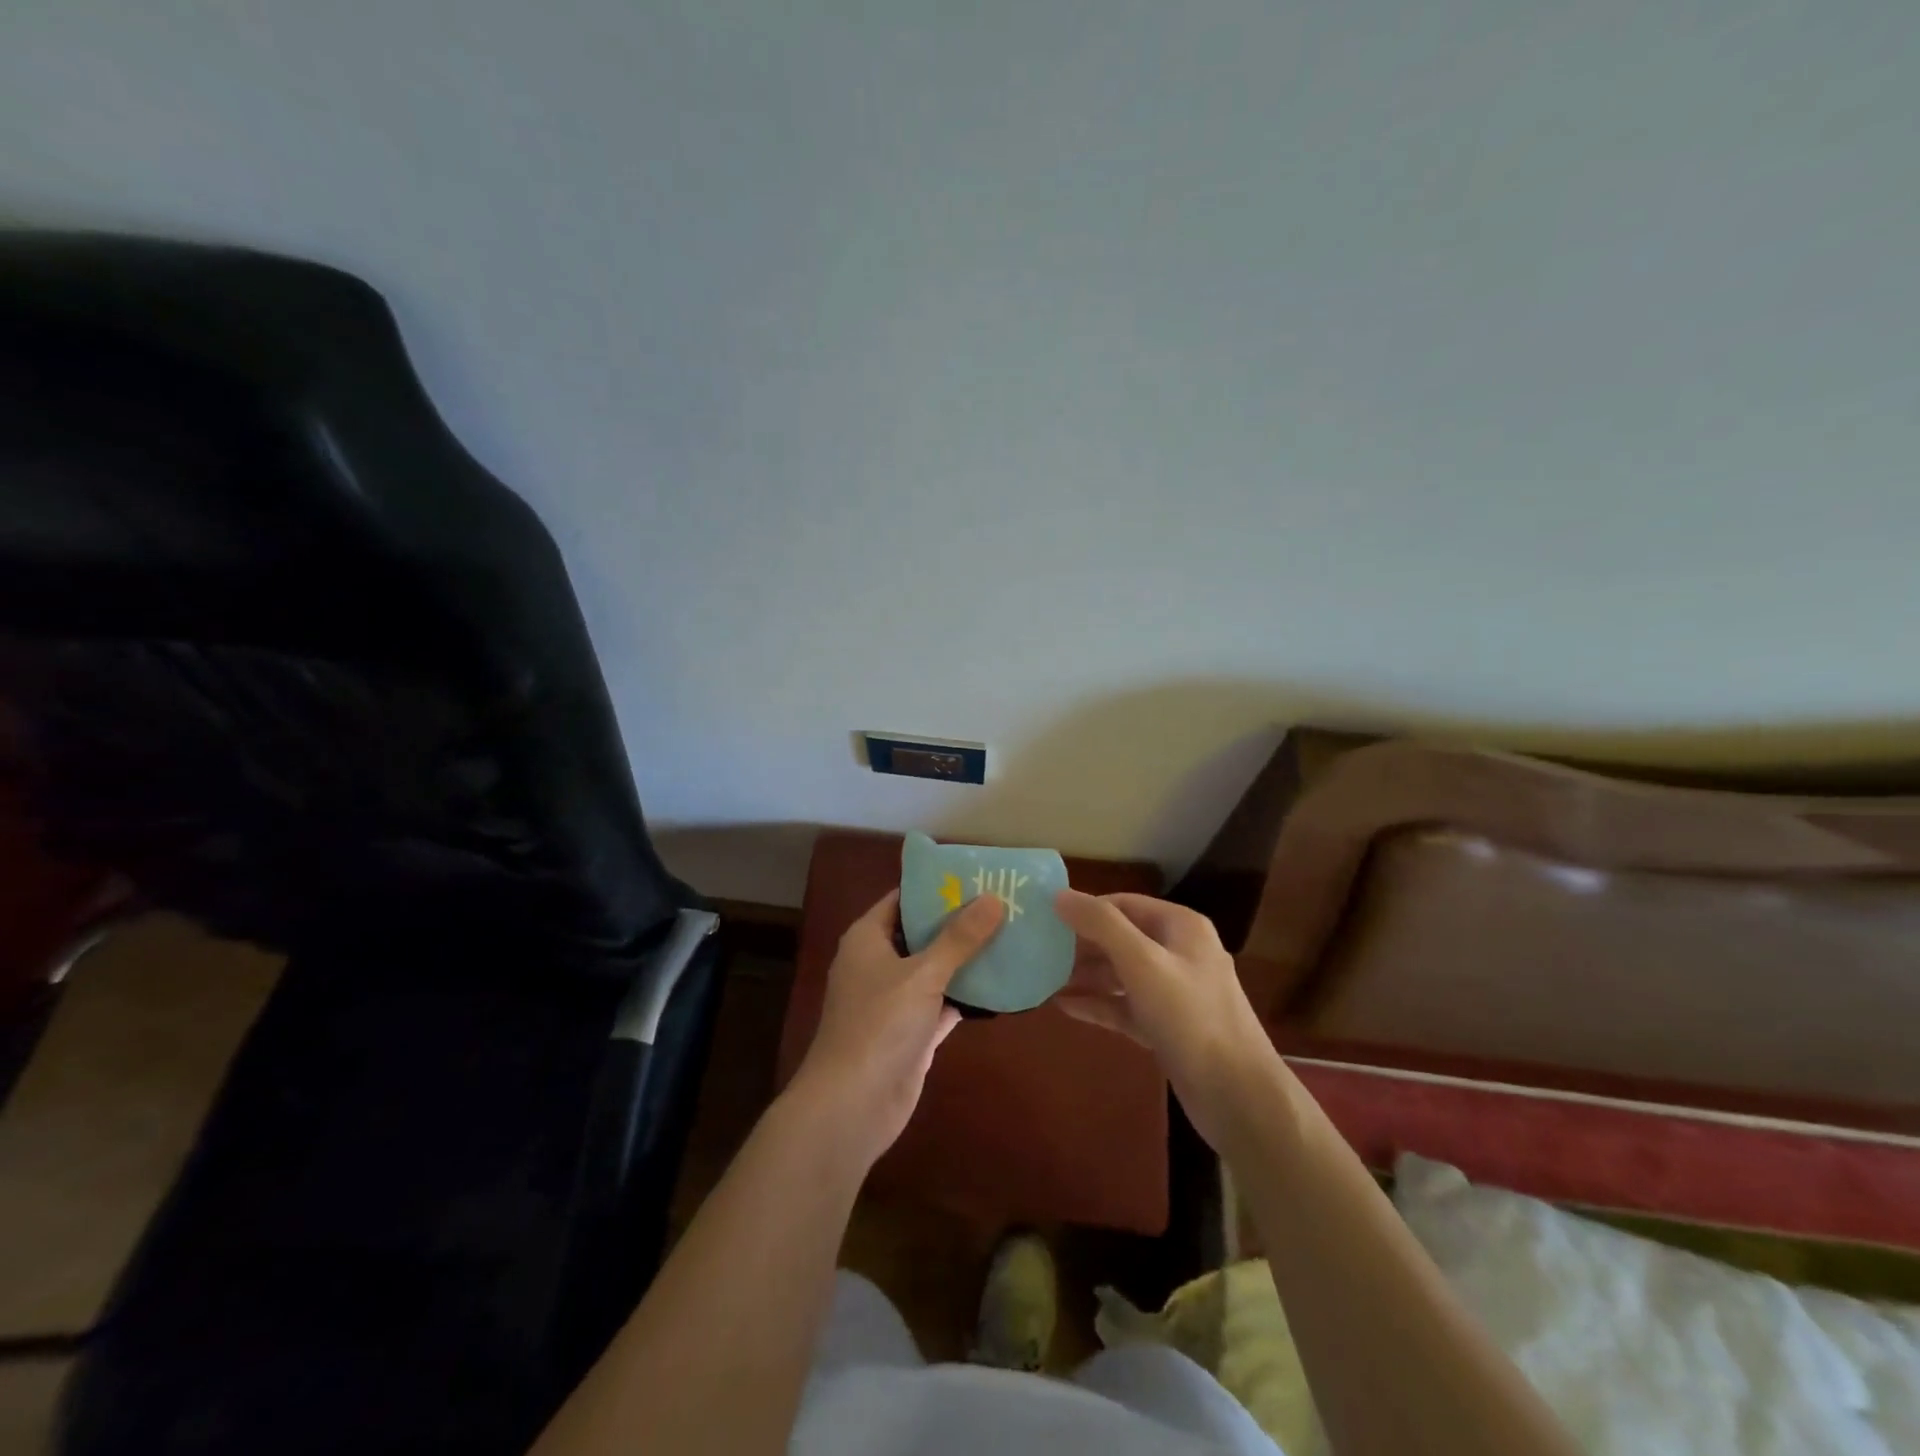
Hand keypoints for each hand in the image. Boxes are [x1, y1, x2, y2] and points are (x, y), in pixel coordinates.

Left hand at [787, 889, 1003, 1167]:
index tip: (976, 875)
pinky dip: (968, 995)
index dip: (936, 886)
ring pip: (935, 969)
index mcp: (868, 938)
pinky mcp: (912, 1032)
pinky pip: (943, 1003)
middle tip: (1004, 902)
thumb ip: (959, 938)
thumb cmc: (879, 1025)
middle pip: (922, 933)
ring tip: (1011, 934)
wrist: (852, 1106)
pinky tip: (1003, 983)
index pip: (903, 899)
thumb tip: (993, 898)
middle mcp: (879, 964)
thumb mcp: (922, 974)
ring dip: (967, 958)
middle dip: (959, 921)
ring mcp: (895, 1000)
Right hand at [1054, 890, 1276, 1149]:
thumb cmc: (1190, 1018)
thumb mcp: (1143, 963)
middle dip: (1081, 945)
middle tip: (1038, 953)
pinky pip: (1125, 1006)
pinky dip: (1098, 1005)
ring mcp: (1174, 993)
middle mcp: (1179, 953)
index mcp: (1180, 927)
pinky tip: (1064, 1007)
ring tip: (1043, 979)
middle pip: (1120, 938)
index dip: (1085, 910)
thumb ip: (1101, 925)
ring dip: (1085, 976)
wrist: (1238, 1097)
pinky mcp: (1167, 1028)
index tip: (1045, 921)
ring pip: (1121, 974)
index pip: (1123, 904)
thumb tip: (1059, 895)